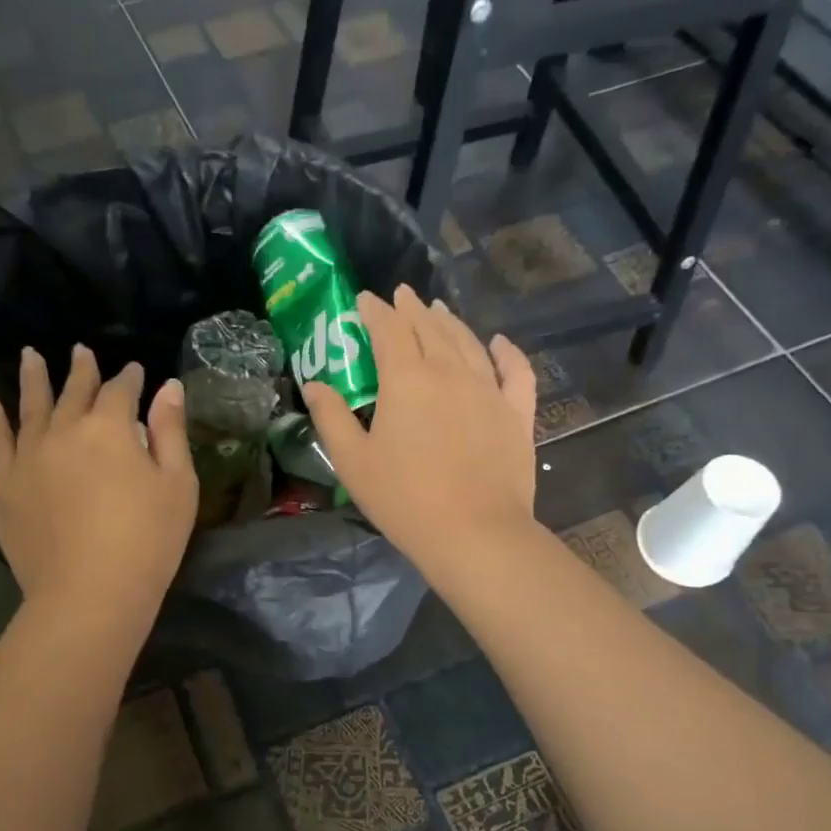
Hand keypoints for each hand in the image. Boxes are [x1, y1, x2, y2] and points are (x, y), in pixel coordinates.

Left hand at [0, 345, 197, 624]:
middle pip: (74, 391)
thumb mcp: (178, 486)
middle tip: (81, 351)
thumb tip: (168, 387)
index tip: (136, 371)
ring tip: (30, 357)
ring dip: (33, 379)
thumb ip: (171, 432)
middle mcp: (64, 430)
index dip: (130, 379)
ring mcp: (28, 456)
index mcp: (110, 428)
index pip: (120, 391)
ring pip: (31, 407)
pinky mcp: (4, 485)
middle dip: (82, 370)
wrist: (89, 594)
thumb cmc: (147, 542)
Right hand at [303, 285, 536, 577]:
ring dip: (450, 323)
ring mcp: (489, 390)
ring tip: (438, 311)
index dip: (375, 311)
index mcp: (407, 379)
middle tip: (402, 296)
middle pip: (430, 329)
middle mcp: (450, 372)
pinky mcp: (516, 413)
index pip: (389, 330)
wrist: (474, 533)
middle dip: (412, 310)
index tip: (365, 299)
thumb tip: (314, 384)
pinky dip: (506, 352)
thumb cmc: (404, 499)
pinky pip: (515, 371)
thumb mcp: (353, 462)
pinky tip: (498, 342)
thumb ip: (331, 417)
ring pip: (469, 342)